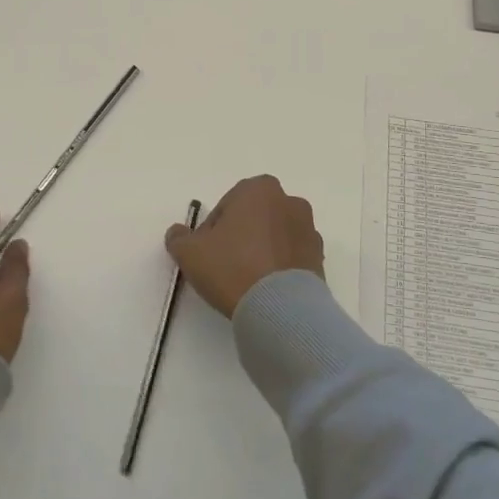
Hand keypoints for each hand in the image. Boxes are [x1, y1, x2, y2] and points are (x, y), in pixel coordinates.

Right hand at [164, 175, 323, 318]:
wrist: (281, 309)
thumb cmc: (233, 268)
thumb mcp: (190, 253)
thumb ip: (179, 238)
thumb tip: (178, 233)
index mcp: (259, 189)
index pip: (228, 205)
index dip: (213, 229)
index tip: (208, 252)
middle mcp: (289, 202)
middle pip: (255, 217)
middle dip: (241, 236)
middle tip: (225, 265)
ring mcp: (309, 231)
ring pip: (275, 236)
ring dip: (262, 251)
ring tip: (247, 281)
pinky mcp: (320, 259)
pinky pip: (292, 258)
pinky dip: (280, 268)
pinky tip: (266, 290)